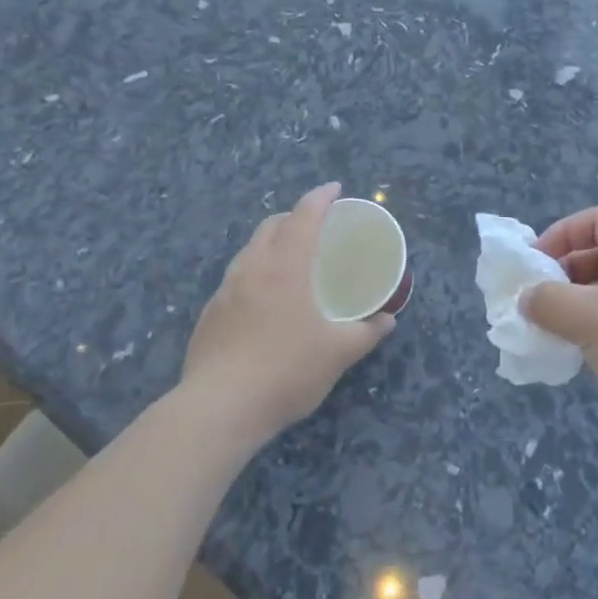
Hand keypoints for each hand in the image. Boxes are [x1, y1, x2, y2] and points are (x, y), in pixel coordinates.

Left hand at [181, 183, 394, 446]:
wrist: (218, 409)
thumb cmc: (286, 370)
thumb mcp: (338, 353)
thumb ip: (366, 333)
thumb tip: (387, 321)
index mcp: (286, 265)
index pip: (304, 215)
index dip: (321, 197)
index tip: (336, 189)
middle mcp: (252, 267)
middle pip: (272, 225)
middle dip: (294, 217)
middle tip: (316, 228)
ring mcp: (225, 290)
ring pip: (250, 250)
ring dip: (272, 243)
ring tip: (291, 262)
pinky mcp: (209, 314)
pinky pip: (236, 278)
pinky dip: (255, 273)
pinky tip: (265, 302)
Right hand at [525, 207, 597, 481]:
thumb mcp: (593, 318)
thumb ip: (550, 302)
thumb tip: (526, 299)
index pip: (597, 221)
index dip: (561, 234)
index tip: (532, 265)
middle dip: (564, 274)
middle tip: (533, 302)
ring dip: (575, 309)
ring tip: (547, 331)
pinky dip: (593, 336)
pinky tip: (575, 357)